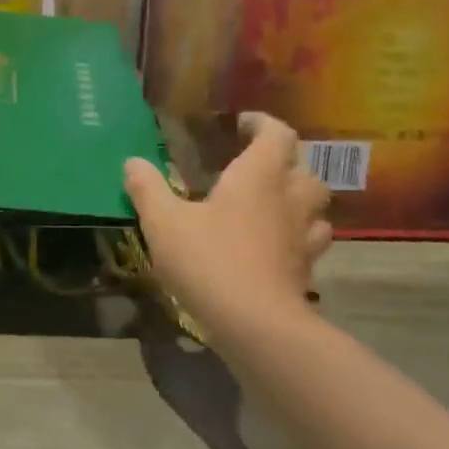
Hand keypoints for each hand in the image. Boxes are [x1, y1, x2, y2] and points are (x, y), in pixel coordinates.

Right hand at [125, 113, 331, 328]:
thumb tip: (132, 162)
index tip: (242, 124)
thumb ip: (148, 189)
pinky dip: (298, 236)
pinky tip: (275, 246)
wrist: (256, 325)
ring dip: (298, 199)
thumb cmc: (209, 260)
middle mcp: (289, 198)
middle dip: (284, 162)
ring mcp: (303, 235)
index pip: (277, 133)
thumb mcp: (164, 222)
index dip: (263, 123)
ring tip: (272, 205)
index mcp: (258, 175)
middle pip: (303, 168)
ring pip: (315, 206)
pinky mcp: (307, 269)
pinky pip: (311, 242)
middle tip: (256, 168)